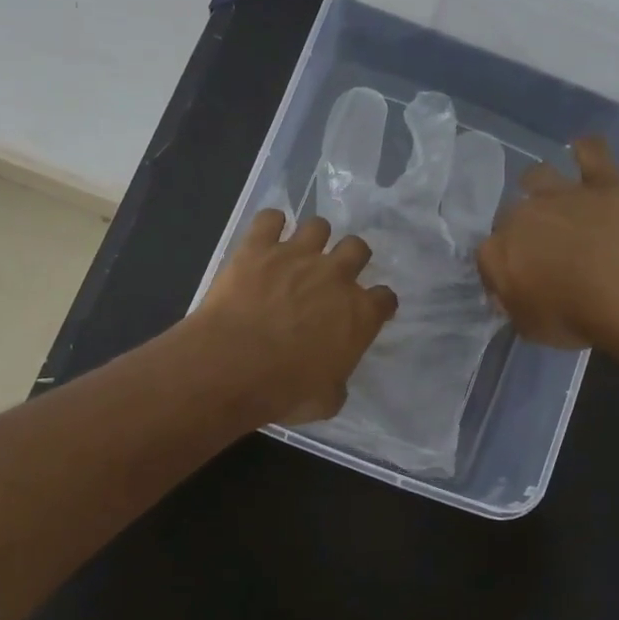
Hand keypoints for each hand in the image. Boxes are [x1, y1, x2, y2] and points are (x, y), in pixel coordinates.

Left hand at [193, 211, 398, 424]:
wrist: (233, 365)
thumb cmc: (284, 391)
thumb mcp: (325, 401)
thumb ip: (337, 383)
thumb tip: (333, 381)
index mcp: (359, 314)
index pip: (385, 298)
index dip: (378, 303)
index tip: (367, 309)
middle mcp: (335, 276)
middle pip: (358, 248)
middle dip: (350, 258)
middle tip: (332, 275)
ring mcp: (297, 255)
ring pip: (318, 225)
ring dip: (313, 238)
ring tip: (298, 252)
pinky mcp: (258, 246)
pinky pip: (270, 218)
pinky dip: (270, 224)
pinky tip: (265, 237)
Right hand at [476, 135, 618, 354]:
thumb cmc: (575, 317)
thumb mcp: (531, 328)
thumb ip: (514, 307)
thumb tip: (509, 296)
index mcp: (495, 252)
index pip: (487, 256)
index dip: (501, 269)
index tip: (516, 283)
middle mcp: (519, 215)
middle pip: (509, 215)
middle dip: (520, 228)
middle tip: (541, 248)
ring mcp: (560, 193)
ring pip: (537, 175)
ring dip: (540, 185)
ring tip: (553, 199)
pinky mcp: (602, 181)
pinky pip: (591, 152)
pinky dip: (586, 150)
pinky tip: (584, 151)